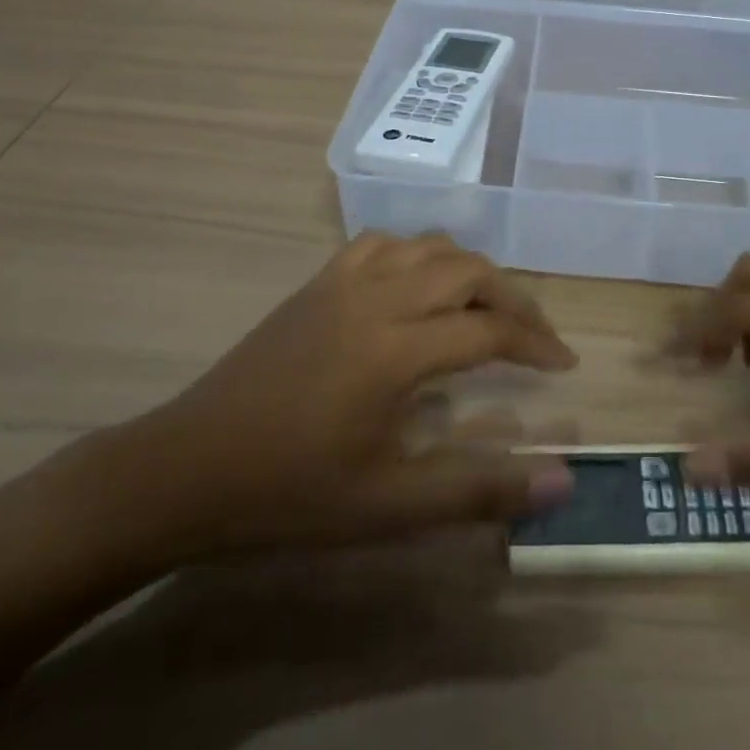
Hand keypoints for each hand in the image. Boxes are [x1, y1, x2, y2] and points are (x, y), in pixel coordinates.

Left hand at [94, 233, 578, 564]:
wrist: (185, 469)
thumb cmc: (288, 494)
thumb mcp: (388, 507)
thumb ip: (479, 489)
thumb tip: (563, 480)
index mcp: (396, 349)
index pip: (489, 331)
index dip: (537, 344)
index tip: (564, 365)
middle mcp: (377, 298)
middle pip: (468, 272)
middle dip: (514, 299)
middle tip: (535, 337)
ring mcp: (343, 282)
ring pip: (429, 246)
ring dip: (469, 270)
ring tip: (486, 308)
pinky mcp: (318, 282)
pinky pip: (383, 243)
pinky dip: (418, 253)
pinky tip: (419, 284)